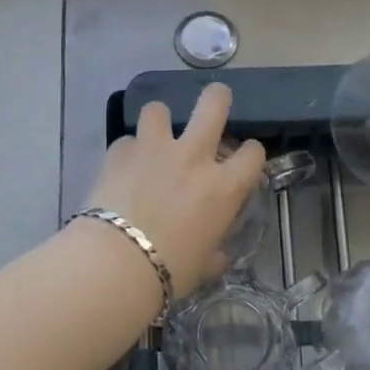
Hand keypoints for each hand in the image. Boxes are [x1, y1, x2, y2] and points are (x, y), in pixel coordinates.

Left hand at [83, 83, 267, 298]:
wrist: (115, 264)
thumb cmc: (169, 271)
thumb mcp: (203, 266)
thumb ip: (214, 254)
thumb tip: (218, 256)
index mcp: (223, 187)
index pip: (253, 153)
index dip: (250, 153)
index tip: (243, 159)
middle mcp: (193, 157)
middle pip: (213, 104)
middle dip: (217, 98)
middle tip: (214, 102)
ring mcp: (154, 150)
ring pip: (159, 109)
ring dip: (159, 121)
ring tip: (154, 137)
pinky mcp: (119, 153)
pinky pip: (126, 141)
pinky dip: (127, 153)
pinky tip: (122, 169)